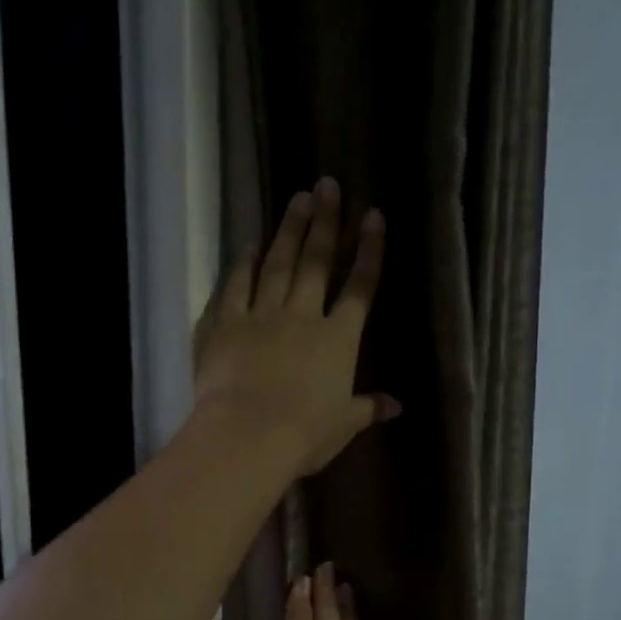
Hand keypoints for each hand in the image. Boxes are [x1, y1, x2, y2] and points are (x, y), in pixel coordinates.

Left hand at [194, 177, 398, 476]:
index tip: (373, 216)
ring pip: (277, 265)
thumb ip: (368, 408)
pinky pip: (234, 287)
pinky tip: (248, 245)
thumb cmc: (304, 433)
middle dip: (325, 223)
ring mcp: (260, 316)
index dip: (369, 251)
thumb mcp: (344, 424)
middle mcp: (302, 316)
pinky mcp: (224, 324)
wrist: (249, 434)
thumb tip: (397, 406)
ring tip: (297, 200)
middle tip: (328, 185)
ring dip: (289, 231)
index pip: (360, 287)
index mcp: (338, 339)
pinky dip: (241, 265)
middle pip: (317, 262)